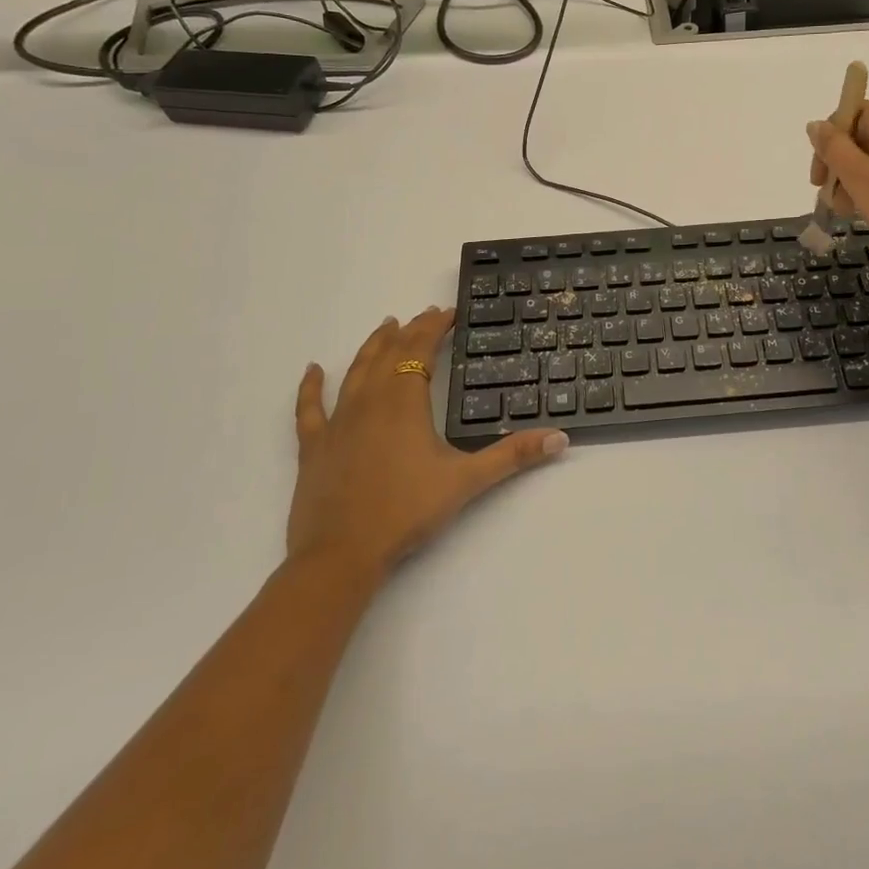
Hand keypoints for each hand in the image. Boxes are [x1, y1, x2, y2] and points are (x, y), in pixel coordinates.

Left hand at [288, 308, 567, 586]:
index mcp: (404, 402)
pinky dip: (311, 386)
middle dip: (409, 331)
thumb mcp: (466, 481)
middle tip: (424, 316)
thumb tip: (559, 438)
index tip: (448, 313)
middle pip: (389, 353)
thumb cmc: (406, 511)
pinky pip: (309, 408)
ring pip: (355, 371)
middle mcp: (369, 401)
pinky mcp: (314, 446)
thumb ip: (513, 455)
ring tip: (385, 326)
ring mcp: (337, 422)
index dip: (434, 327)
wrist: (341, 554)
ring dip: (372, 346)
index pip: (420, 349)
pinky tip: (313, 370)